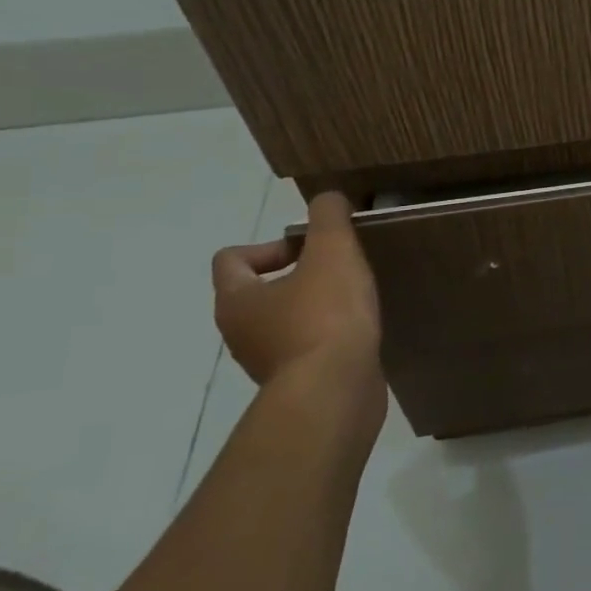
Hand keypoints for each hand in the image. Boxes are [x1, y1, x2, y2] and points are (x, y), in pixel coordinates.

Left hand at [211, 192, 383, 411]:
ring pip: (283, 322)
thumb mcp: (333, 251)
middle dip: (297, 275)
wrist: (335, 391)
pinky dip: (328, 337)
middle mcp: (239, 333)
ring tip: (354, 301)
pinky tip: (358, 332)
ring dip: (314, 307)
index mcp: (236, 299)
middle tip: (338, 271)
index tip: (311, 249)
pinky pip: (307, 349)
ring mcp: (266, 363)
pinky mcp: (296, 384)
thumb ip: (328, 217)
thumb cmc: (325, 316)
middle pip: (258, 291)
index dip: (270, 245)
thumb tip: (328, 198)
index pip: (231, 259)